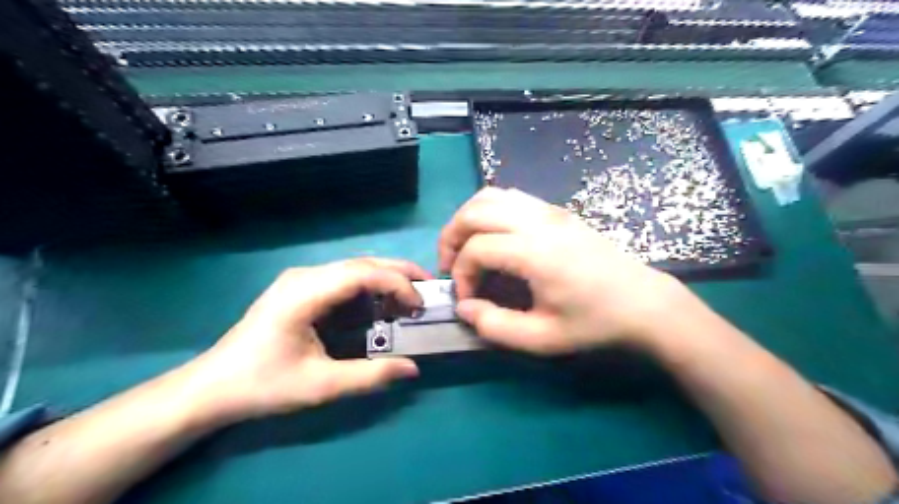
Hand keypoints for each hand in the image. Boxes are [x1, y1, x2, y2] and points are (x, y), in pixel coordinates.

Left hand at [190, 258, 430, 422]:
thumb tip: (413, 368)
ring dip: (386, 279)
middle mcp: (305, 276)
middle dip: (399, 272)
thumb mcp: (319, 386)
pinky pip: (344, 280)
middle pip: (362, 263)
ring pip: (355, 268)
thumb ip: (369, 376)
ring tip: (411, 298)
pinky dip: (369, 288)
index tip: (419, 306)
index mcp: (305, 292)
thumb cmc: (262, 385)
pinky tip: (381, 305)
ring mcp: (301, 280)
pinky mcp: (301, 289)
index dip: (397, 284)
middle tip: (429, 289)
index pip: (362, 273)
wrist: (212, 387)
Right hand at [441, 188, 693, 356]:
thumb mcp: (543, 339)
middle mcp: (539, 221)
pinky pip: (510, 197)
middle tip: (450, 266)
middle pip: (475, 211)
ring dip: (468, 219)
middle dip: (452, 237)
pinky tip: (494, 236)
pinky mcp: (557, 210)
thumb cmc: (595, 323)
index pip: (476, 249)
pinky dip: (489, 211)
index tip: (468, 300)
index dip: (461, 275)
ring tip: (466, 248)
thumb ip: (496, 326)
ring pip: (491, 196)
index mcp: (535, 252)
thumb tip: (465, 308)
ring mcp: (549, 210)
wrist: (643, 302)